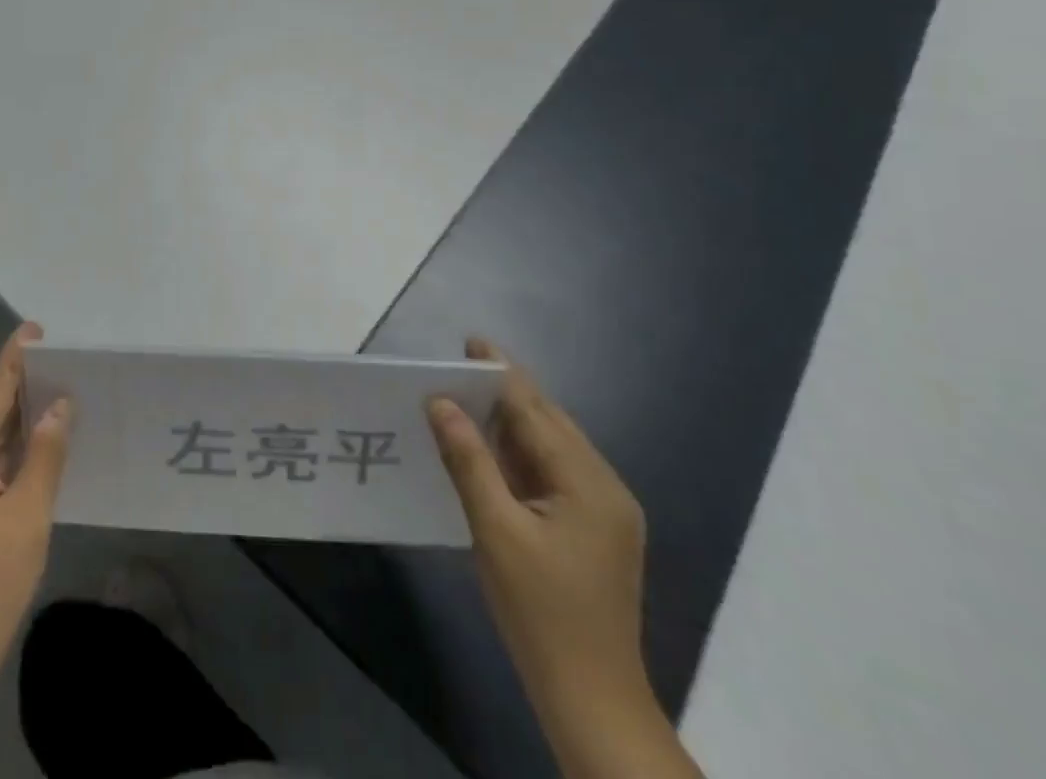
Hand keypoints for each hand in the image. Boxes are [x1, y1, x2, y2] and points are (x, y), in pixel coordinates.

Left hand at [0, 323, 70, 676]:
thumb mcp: (27, 514)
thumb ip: (44, 453)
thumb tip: (58, 407)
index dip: (16, 359)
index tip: (36, 329)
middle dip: (20, 386)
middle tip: (60, 363)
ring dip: (15, 418)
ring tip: (55, 393)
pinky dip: (7, 448)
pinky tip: (35, 443)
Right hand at [427, 339, 649, 712]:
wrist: (592, 701)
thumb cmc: (541, 613)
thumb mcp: (495, 530)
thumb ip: (468, 459)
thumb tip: (440, 402)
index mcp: (589, 483)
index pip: (536, 411)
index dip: (499, 374)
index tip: (470, 343)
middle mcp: (605, 487)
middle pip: (549, 423)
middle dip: (505, 392)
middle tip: (460, 365)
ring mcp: (604, 512)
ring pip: (551, 448)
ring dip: (511, 423)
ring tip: (467, 398)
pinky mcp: (595, 532)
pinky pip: (553, 474)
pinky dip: (520, 455)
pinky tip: (490, 450)